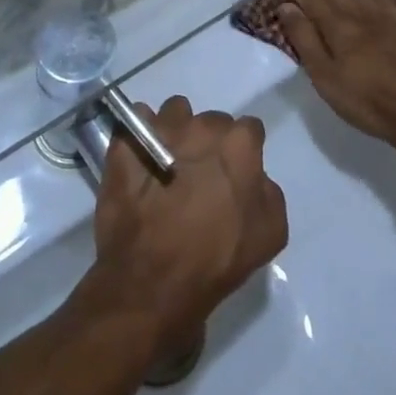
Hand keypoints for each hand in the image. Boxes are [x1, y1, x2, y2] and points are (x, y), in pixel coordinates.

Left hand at [79, 96, 287, 360]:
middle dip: (209, 141)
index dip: (243, 152)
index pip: (249, 130)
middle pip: (211, 121)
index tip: (235, 173)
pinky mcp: (127, 142)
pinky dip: (139, 136)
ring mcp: (160, 130)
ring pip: (174, 112)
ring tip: (168, 163)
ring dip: (175, 130)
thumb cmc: (216, 261)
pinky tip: (140, 161)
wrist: (152, 282)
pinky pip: (136, 122)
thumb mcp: (269, 235)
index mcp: (238, 145)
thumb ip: (268, 193)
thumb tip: (255, 178)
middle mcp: (200, 126)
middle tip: (201, 175)